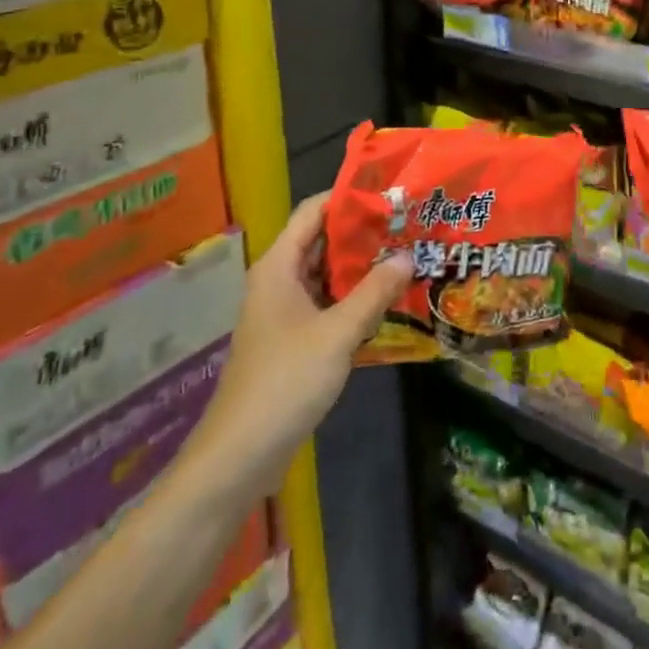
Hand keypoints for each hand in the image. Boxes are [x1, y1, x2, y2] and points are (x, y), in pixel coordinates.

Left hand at [186, 192, 412, 494]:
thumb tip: (409, 255)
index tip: (389, 191)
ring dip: (362, 266)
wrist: (239, 457)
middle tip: (409, 222)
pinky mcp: (293, 339)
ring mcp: (285, 312)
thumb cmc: (285, 382)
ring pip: (327, 274)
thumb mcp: (338, 334)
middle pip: (322, 240)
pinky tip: (389, 299)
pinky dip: (355, 297)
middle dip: (363, 231)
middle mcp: (279, 281)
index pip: (313, 211)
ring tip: (408, 253)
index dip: (348, 196)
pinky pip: (327, 303)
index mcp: (278, 267)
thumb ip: (374, 292)